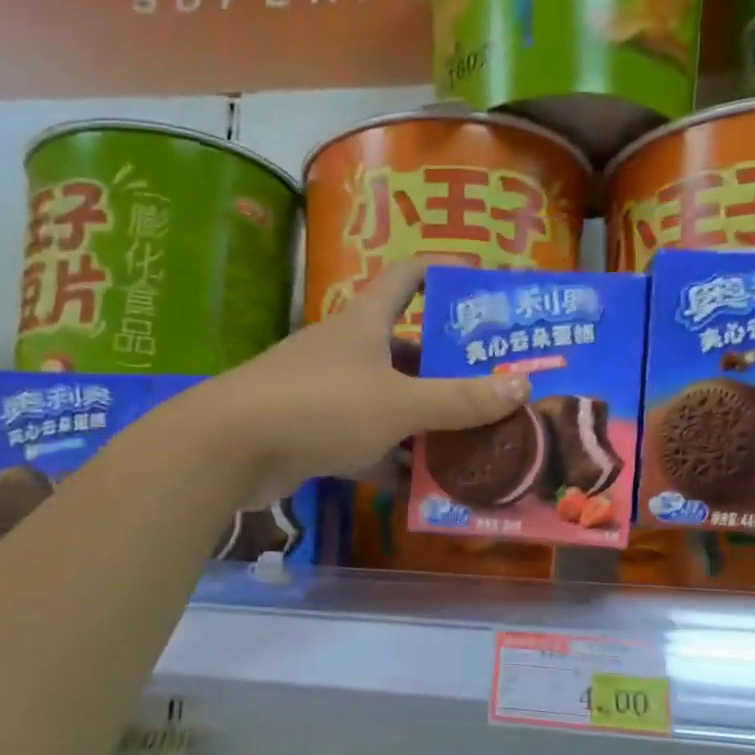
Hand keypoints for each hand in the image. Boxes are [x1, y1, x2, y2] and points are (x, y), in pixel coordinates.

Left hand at [200, 261, 530, 506]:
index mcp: (365, 323)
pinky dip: (392, 459)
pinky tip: (424, 483)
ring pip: (387, 401)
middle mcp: (347, 351)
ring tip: (473, 439)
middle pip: (406, 349)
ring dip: (424, 420)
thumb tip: (523, 386)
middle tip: (495, 386)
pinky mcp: (312, 433)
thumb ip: (459, 400)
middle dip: (448, 368)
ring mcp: (327, 393)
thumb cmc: (321, 406)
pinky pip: (365, 442)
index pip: (408, 277)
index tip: (479, 283)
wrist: (231, 448)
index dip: (442, 271)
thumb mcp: (399, 403)